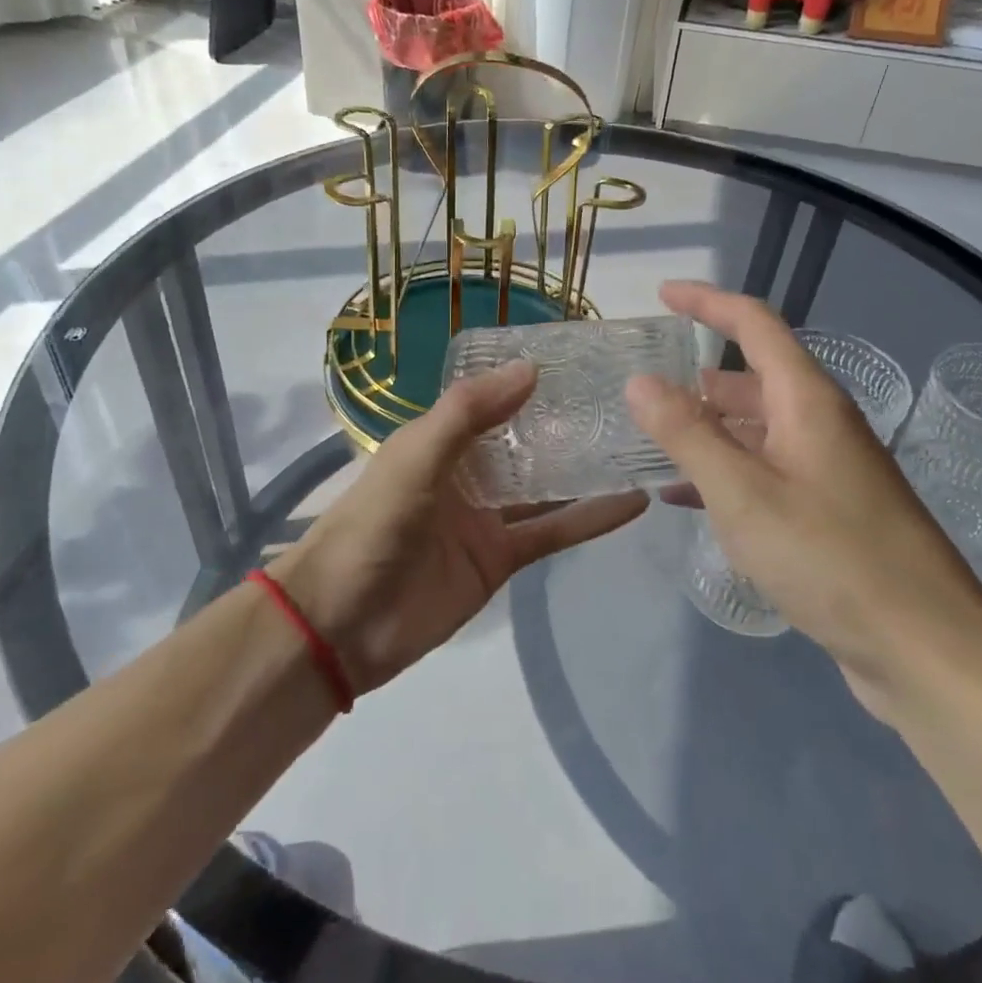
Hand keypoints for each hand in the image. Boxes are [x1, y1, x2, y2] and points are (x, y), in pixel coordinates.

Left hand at [272, 362, 648, 696]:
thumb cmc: (371, 528)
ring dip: (586, 467)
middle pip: (525, 439)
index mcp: (437, 439)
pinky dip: (590, 519)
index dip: (529, 377)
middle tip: (627, 397)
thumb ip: (468, 414)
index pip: (491, 397)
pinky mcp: (501, 559)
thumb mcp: (414, 459)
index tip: (583, 356)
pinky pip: (551, 532)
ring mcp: (486, 516)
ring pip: (545, 485)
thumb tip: (531, 368)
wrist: (340, 626)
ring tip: (641, 442)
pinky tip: (633, 502)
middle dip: (567, 420)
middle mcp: (466, 471)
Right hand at [625, 282, 981, 722]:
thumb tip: (640, 380)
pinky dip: (725, 472)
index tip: (662, 293)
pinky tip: (687, 498)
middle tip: (645, 385)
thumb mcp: (742, 492)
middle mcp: (822, 425)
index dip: (708, 301)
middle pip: (755, 376)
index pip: (756, 324)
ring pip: (757, 429)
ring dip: (708, 427)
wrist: (927, 651)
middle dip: (699, 375)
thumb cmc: (831, 558)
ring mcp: (829, 471)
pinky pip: (766, 473)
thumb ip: (686, 433)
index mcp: (808, 401)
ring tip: (654, 439)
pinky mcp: (830, 514)